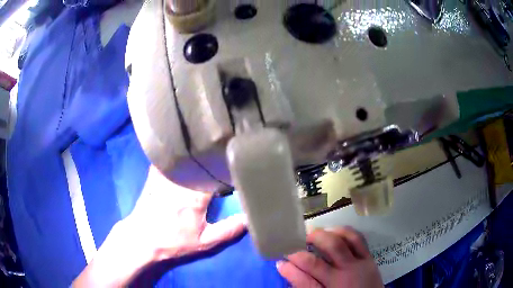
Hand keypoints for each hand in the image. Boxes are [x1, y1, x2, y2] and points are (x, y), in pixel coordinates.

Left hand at [73, 166, 245, 286]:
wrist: (142, 238)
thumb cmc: (173, 241)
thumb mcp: (204, 242)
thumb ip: (229, 230)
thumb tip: (249, 218)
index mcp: (195, 194)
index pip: (217, 172)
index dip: (228, 167)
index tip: (238, 164)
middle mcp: (181, 179)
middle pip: (202, 160)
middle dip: (214, 158)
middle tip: (226, 154)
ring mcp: (165, 175)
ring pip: (185, 155)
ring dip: (197, 152)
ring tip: (209, 147)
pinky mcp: (155, 174)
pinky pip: (168, 158)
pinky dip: (178, 153)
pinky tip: (184, 149)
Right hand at [277, 227, 382, 287]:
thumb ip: (305, 285)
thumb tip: (288, 268)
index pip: (302, 282)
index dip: (288, 270)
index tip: (279, 260)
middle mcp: (342, 279)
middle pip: (315, 263)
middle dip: (300, 252)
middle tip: (293, 245)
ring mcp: (358, 266)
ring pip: (339, 244)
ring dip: (322, 237)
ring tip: (312, 235)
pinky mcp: (369, 257)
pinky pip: (357, 238)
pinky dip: (344, 231)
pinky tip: (334, 231)